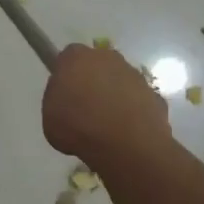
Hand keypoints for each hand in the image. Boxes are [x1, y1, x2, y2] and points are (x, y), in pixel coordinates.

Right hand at [42, 43, 171, 166]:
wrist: (126, 145)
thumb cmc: (79, 127)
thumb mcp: (49, 115)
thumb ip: (57, 98)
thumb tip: (67, 97)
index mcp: (76, 57)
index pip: (68, 57)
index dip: (65, 75)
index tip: (64, 94)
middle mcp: (107, 57)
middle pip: (96, 64)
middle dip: (91, 80)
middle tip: (85, 108)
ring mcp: (134, 74)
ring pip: (119, 80)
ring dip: (113, 95)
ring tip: (107, 124)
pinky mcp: (154, 94)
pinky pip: (137, 99)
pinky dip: (132, 111)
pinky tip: (126, 132)